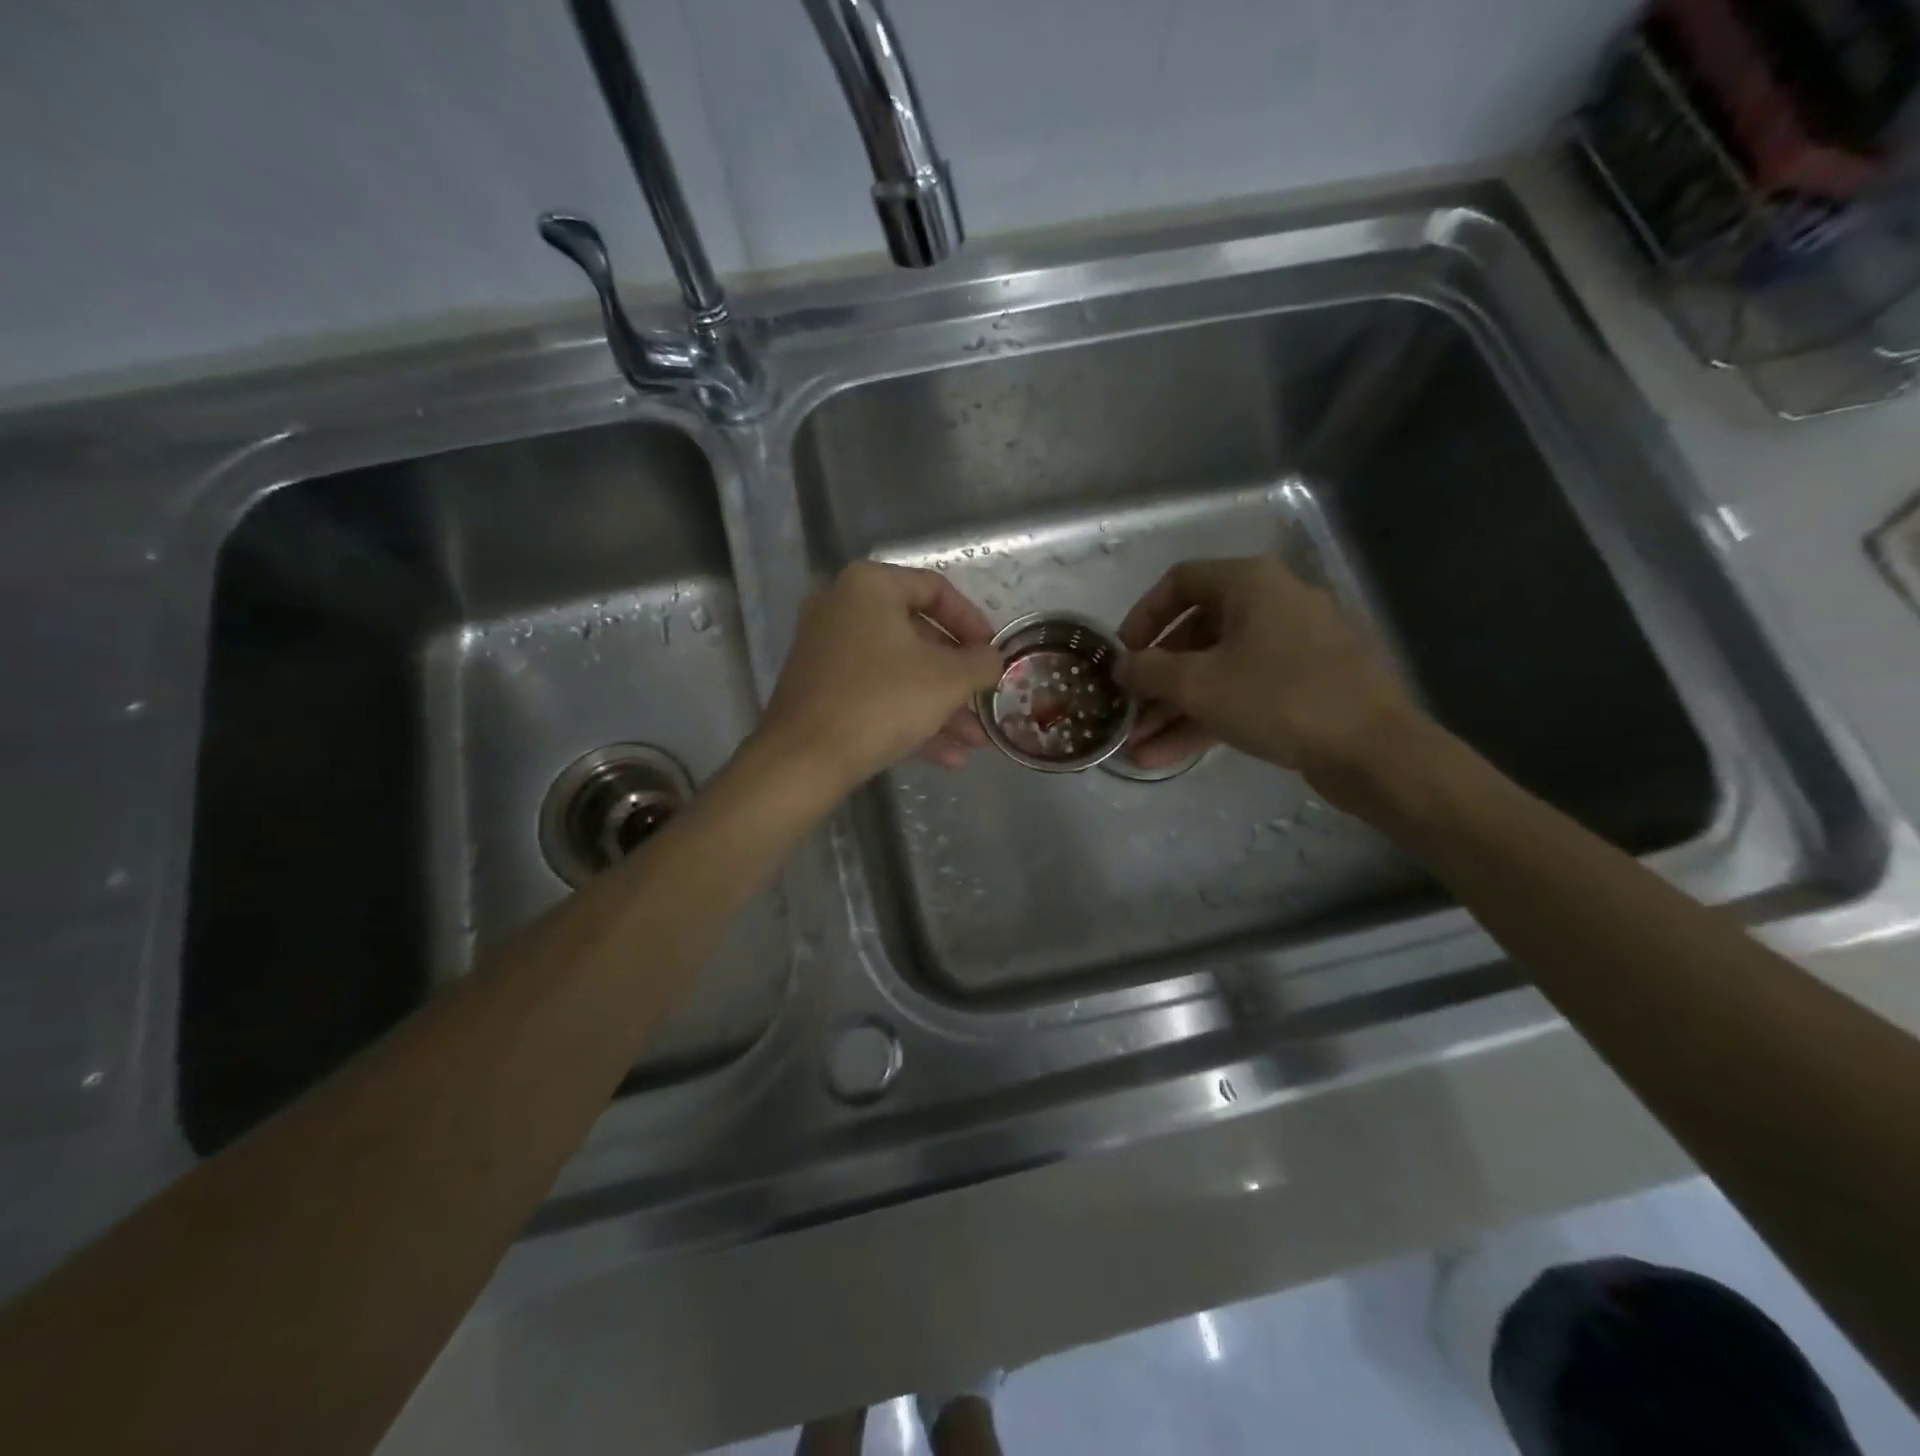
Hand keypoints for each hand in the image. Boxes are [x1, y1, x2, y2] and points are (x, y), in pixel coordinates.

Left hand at [759, 561, 1003, 789]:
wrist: (804, 759)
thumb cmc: (882, 701)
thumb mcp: (948, 679)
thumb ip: (982, 662)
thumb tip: (992, 658)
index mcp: (870, 586)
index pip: (936, 590)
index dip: (973, 623)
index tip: (993, 654)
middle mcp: (842, 608)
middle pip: (917, 637)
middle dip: (958, 679)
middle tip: (985, 703)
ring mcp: (826, 651)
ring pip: (898, 673)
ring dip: (940, 707)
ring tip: (975, 743)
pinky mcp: (820, 690)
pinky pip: (875, 695)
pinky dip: (909, 718)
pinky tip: (947, 757)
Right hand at [1114, 557, 1421, 803]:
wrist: (1373, 750)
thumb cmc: (1278, 698)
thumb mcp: (1199, 684)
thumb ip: (1149, 671)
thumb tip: (1120, 666)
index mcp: (1250, 584)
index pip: (1179, 582)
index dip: (1142, 616)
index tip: (1122, 654)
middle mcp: (1271, 604)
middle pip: (1195, 634)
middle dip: (1155, 681)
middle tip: (1127, 711)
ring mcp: (1291, 647)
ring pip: (1216, 671)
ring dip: (1174, 709)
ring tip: (1137, 747)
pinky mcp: (1302, 686)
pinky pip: (1242, 693)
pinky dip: (1206, 719)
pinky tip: (1167, 757)